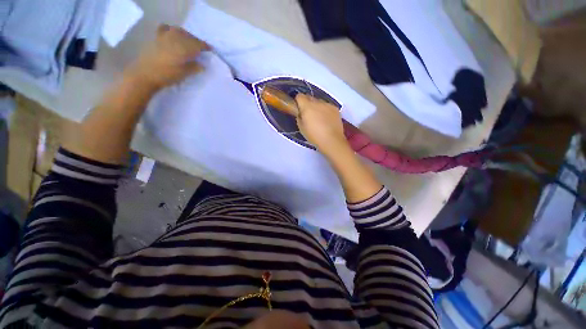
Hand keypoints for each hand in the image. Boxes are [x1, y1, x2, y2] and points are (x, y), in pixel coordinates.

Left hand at [125, 25, 209, 89]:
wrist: (145, 74)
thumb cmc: (167, 76)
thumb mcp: (184, 74)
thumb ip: (195, 68)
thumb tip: (203, 64)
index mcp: (183, 48)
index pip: (198, 44)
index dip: (205, 46)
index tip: (211, 49)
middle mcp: (175, 39)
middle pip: (189, 36)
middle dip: (196, 41)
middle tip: (201, 48)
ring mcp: (165, 37)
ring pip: (179, 31)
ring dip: (186, 35)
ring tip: (188, 41)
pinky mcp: (156, 38)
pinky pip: (165, 28)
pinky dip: (170, 29)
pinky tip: (172, 34)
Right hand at [295, 94, 349, 155]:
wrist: (332, 140)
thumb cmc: (314, 136)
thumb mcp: (301, 128)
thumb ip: (299, 117)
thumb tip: (301, 113)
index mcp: (307, 106)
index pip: (299, 96)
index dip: (298, 102)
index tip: (298, 109)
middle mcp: (317, 102)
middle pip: (310, 97)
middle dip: (307, 104)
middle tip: (308, 115)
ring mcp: (328, 104)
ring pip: (319, 102)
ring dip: (317, 107)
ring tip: (319, 119)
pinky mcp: (335, 109)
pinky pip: (327, 106)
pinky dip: (325, 110)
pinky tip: (327, 120)